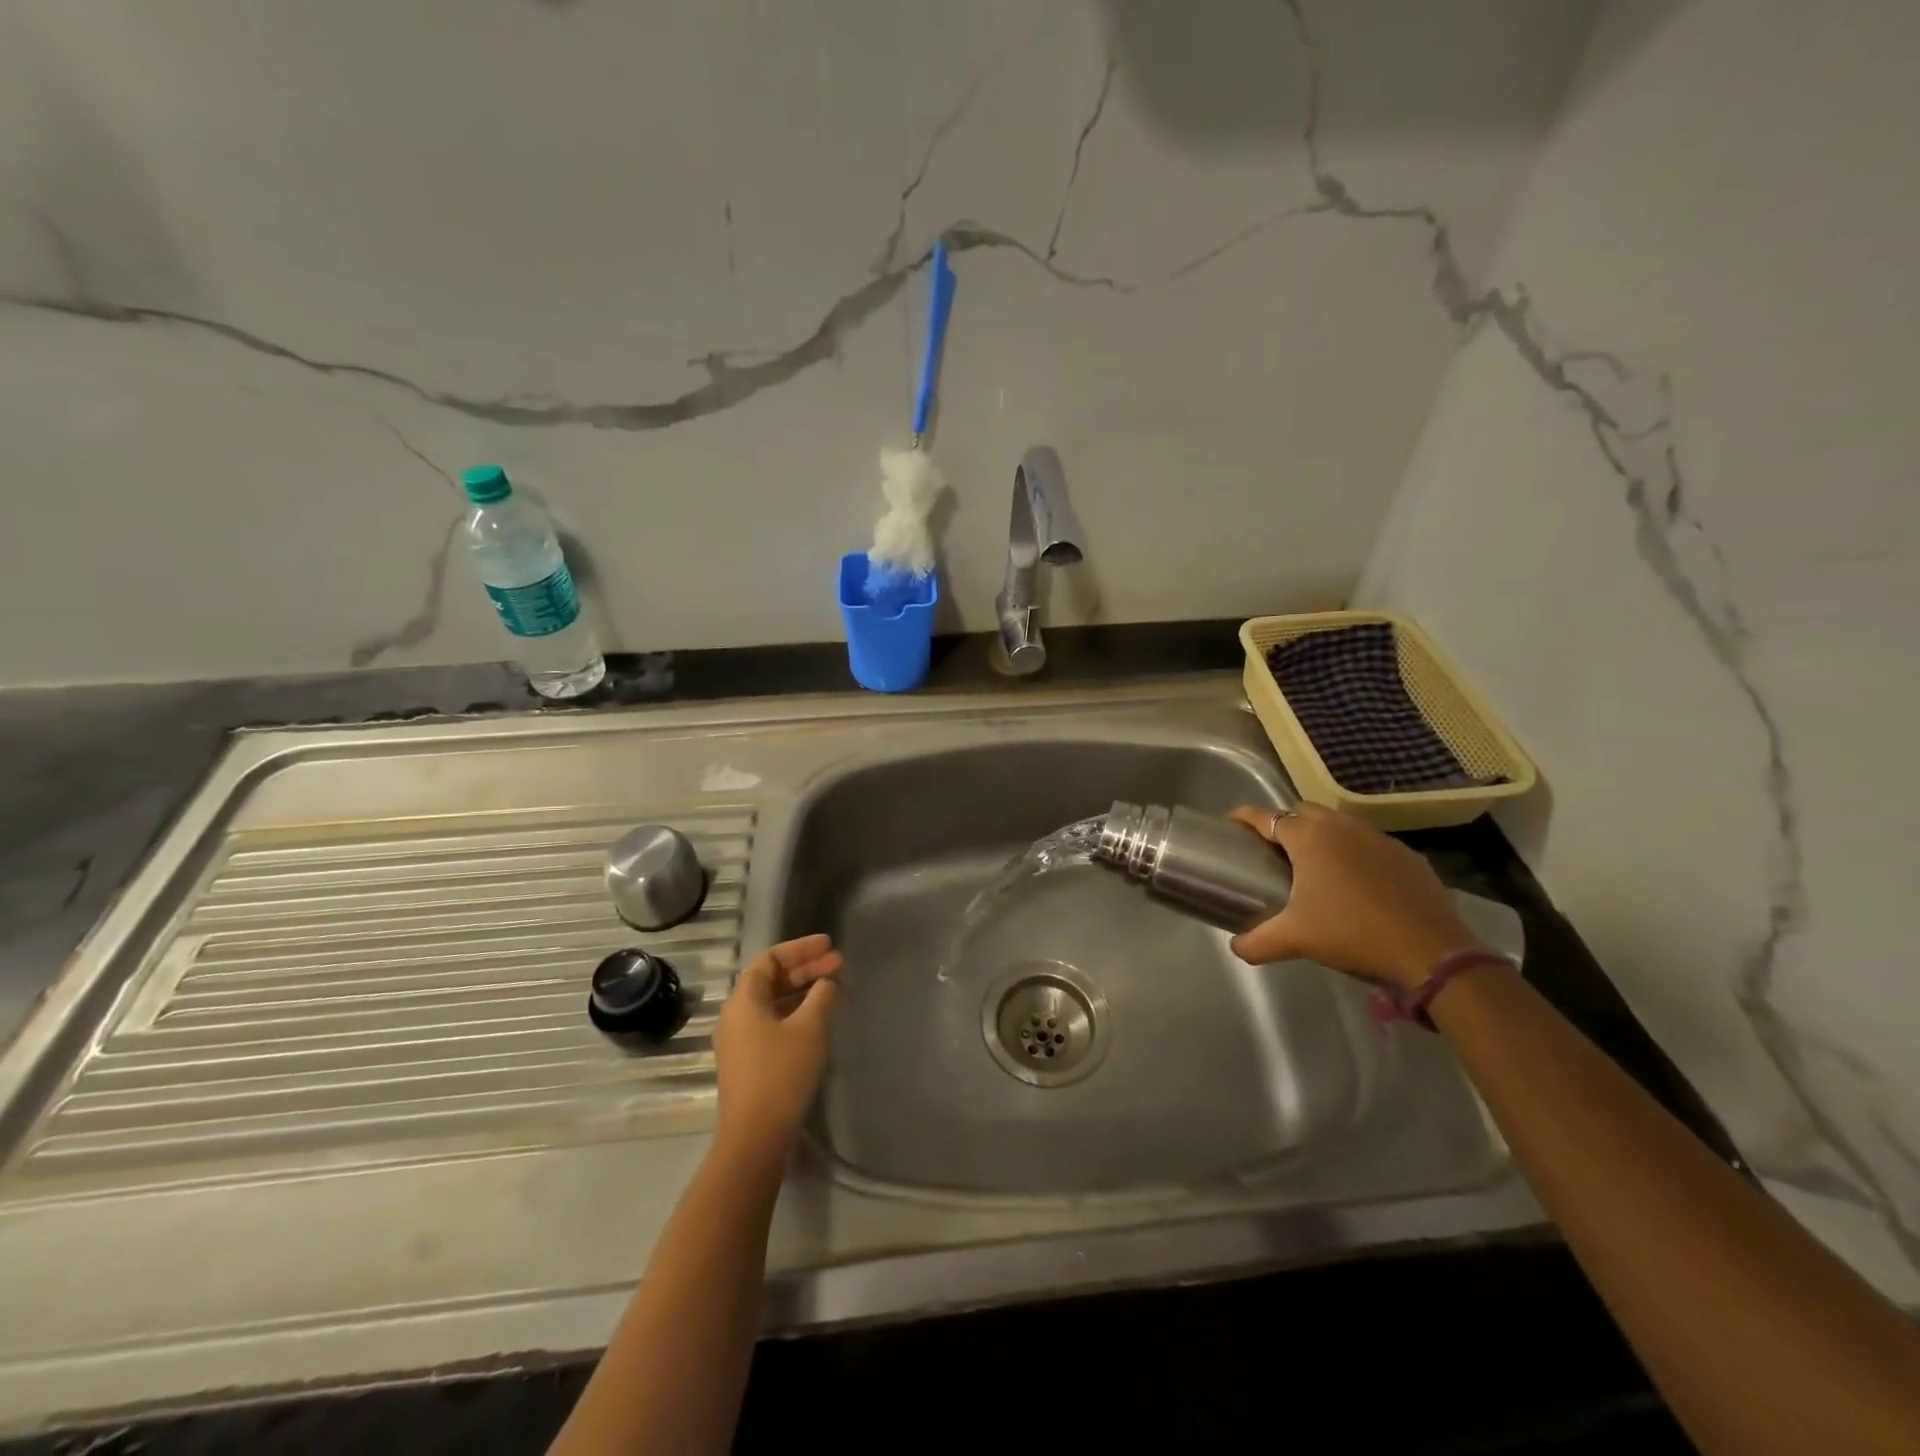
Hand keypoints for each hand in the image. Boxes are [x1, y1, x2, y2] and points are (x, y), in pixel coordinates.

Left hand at [713, 934, 842, 1163]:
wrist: (755, 1137)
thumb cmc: (781, 1073)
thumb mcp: (809, 1028)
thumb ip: (820, 996)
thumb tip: (826, 981)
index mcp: (743, 1001)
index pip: (769, 959)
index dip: (800, 948)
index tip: (828, 945)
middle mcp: (735, 1016)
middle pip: (770, 979)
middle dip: (805, 969)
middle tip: (838, 963)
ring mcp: (739, 1041)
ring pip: (772, 1003)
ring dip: (802, 991)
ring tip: (833, 987)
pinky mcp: (748, 1062)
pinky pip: (772, 1023)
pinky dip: (795, 1013)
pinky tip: (818, 1019)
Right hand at [1227, 804, 1484, 989]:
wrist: (1431, 950)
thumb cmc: (1351, 932)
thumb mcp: (1295, 939)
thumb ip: (1257, 941)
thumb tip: (1236, 947)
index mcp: (1308, 837)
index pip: (1265, 816)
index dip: (1243, 818)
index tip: (1231, 825)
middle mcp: (1340, 826)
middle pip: (1302, 811)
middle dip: (1284, 823)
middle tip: (1273, 851)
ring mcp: (1377, 837)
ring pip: (1338, 824)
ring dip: (1321, 836)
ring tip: (1314, 865)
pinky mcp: (1406, 854)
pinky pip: (1369, 844)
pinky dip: (1354, 854)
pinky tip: (1356, 883)